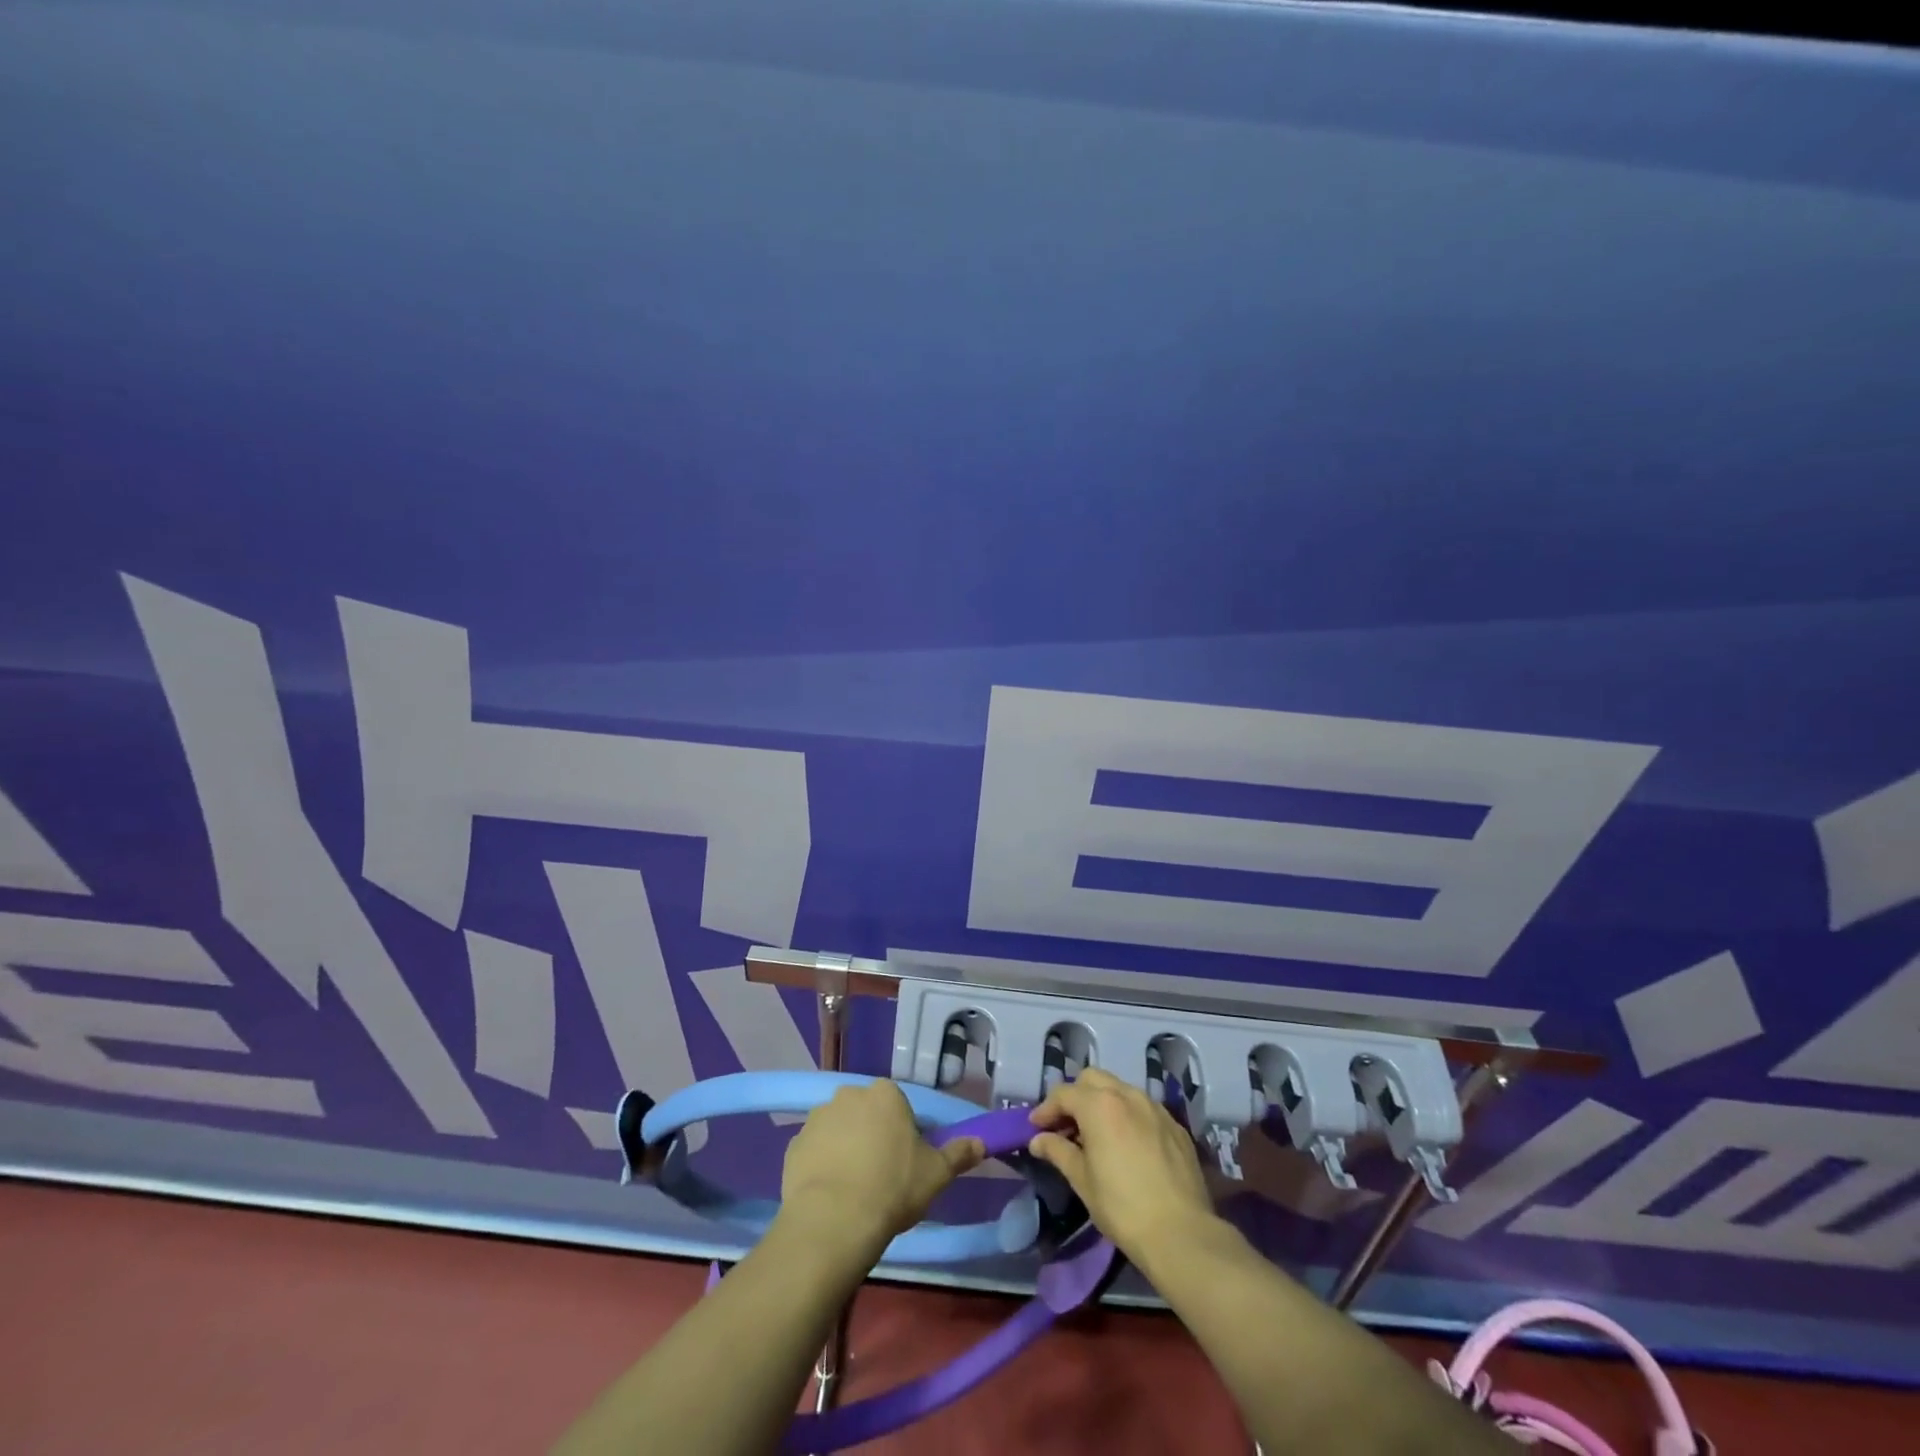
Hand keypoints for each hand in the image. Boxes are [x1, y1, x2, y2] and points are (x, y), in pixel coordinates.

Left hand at [779, 1080, 983, 1261]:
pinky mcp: (794, 1144)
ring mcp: (818, 1117)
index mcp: (885, 1094)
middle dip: (872, 1134)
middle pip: (867, 1113)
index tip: (906, 1161)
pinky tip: (831, 1193)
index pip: (898, 1105)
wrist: (834, 1220)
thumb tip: (981, 1141)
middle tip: (881, 1174)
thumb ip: (959, 1153)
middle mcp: (849, 1094)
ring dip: (845, 1147)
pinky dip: (822, 1164)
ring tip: (853, 1188)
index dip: (904, 1132)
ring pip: (839, 1129)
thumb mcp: (936, 1174)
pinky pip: (815, 1150)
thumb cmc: (892, 1188)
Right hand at [1027, 1066, 1214, 1263]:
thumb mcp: (1082, 1180)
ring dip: (1102, 1102)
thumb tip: (1038, 1140)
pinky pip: (1144, 1108)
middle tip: (1066, 1126)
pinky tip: (1127, 1144)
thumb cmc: (1122, 1207)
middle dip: (1075, 1096)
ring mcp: (1154, 1107)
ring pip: (1120, 1089)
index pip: (1064, 1093)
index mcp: (1099, 1105)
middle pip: (1092, 1079)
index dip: (1046, 1109)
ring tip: (1097, 1133)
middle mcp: (1127, 1095)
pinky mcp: (1175, 1125)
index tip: (1036, 1128)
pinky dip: (1128, 1115)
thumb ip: (1058, 1151)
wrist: (1181, 1233)